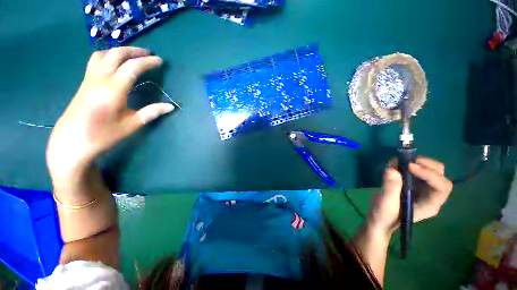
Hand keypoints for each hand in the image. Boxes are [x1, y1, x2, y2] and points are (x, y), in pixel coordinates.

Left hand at [47, 47, 174, 179]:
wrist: (71, 143)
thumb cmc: (103, 136)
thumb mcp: (131, 126)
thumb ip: (151, 113)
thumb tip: (171, 106)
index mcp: (113, 90)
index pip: (132, 67)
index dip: (148, 62)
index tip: (160, 61)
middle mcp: (99, 79)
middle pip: (116, 54)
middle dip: (134, 51)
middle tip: (149, 54)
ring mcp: (89, 79)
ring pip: (103, 54)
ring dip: (120, 50)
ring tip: (132, 55)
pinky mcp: (84, 82)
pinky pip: (95, 60)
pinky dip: (107, 55)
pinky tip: (114, 63)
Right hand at [367, 157, 452, 235]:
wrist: (380, 218)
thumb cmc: (385, 215)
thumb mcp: (386, 203)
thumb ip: (390, 188)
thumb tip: (392, 169)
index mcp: (430, 204)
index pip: (441, 186)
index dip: (429, 174)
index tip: (409, 166)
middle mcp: (431, 194)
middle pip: (440, 174)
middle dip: (425, 165)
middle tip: (406, 161)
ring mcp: (423, 188)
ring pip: (430, 169)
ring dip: (417, 162)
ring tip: (398, 162)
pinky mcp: (413, 183)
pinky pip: (417, 169)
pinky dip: (408, 163)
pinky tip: (395, 165)